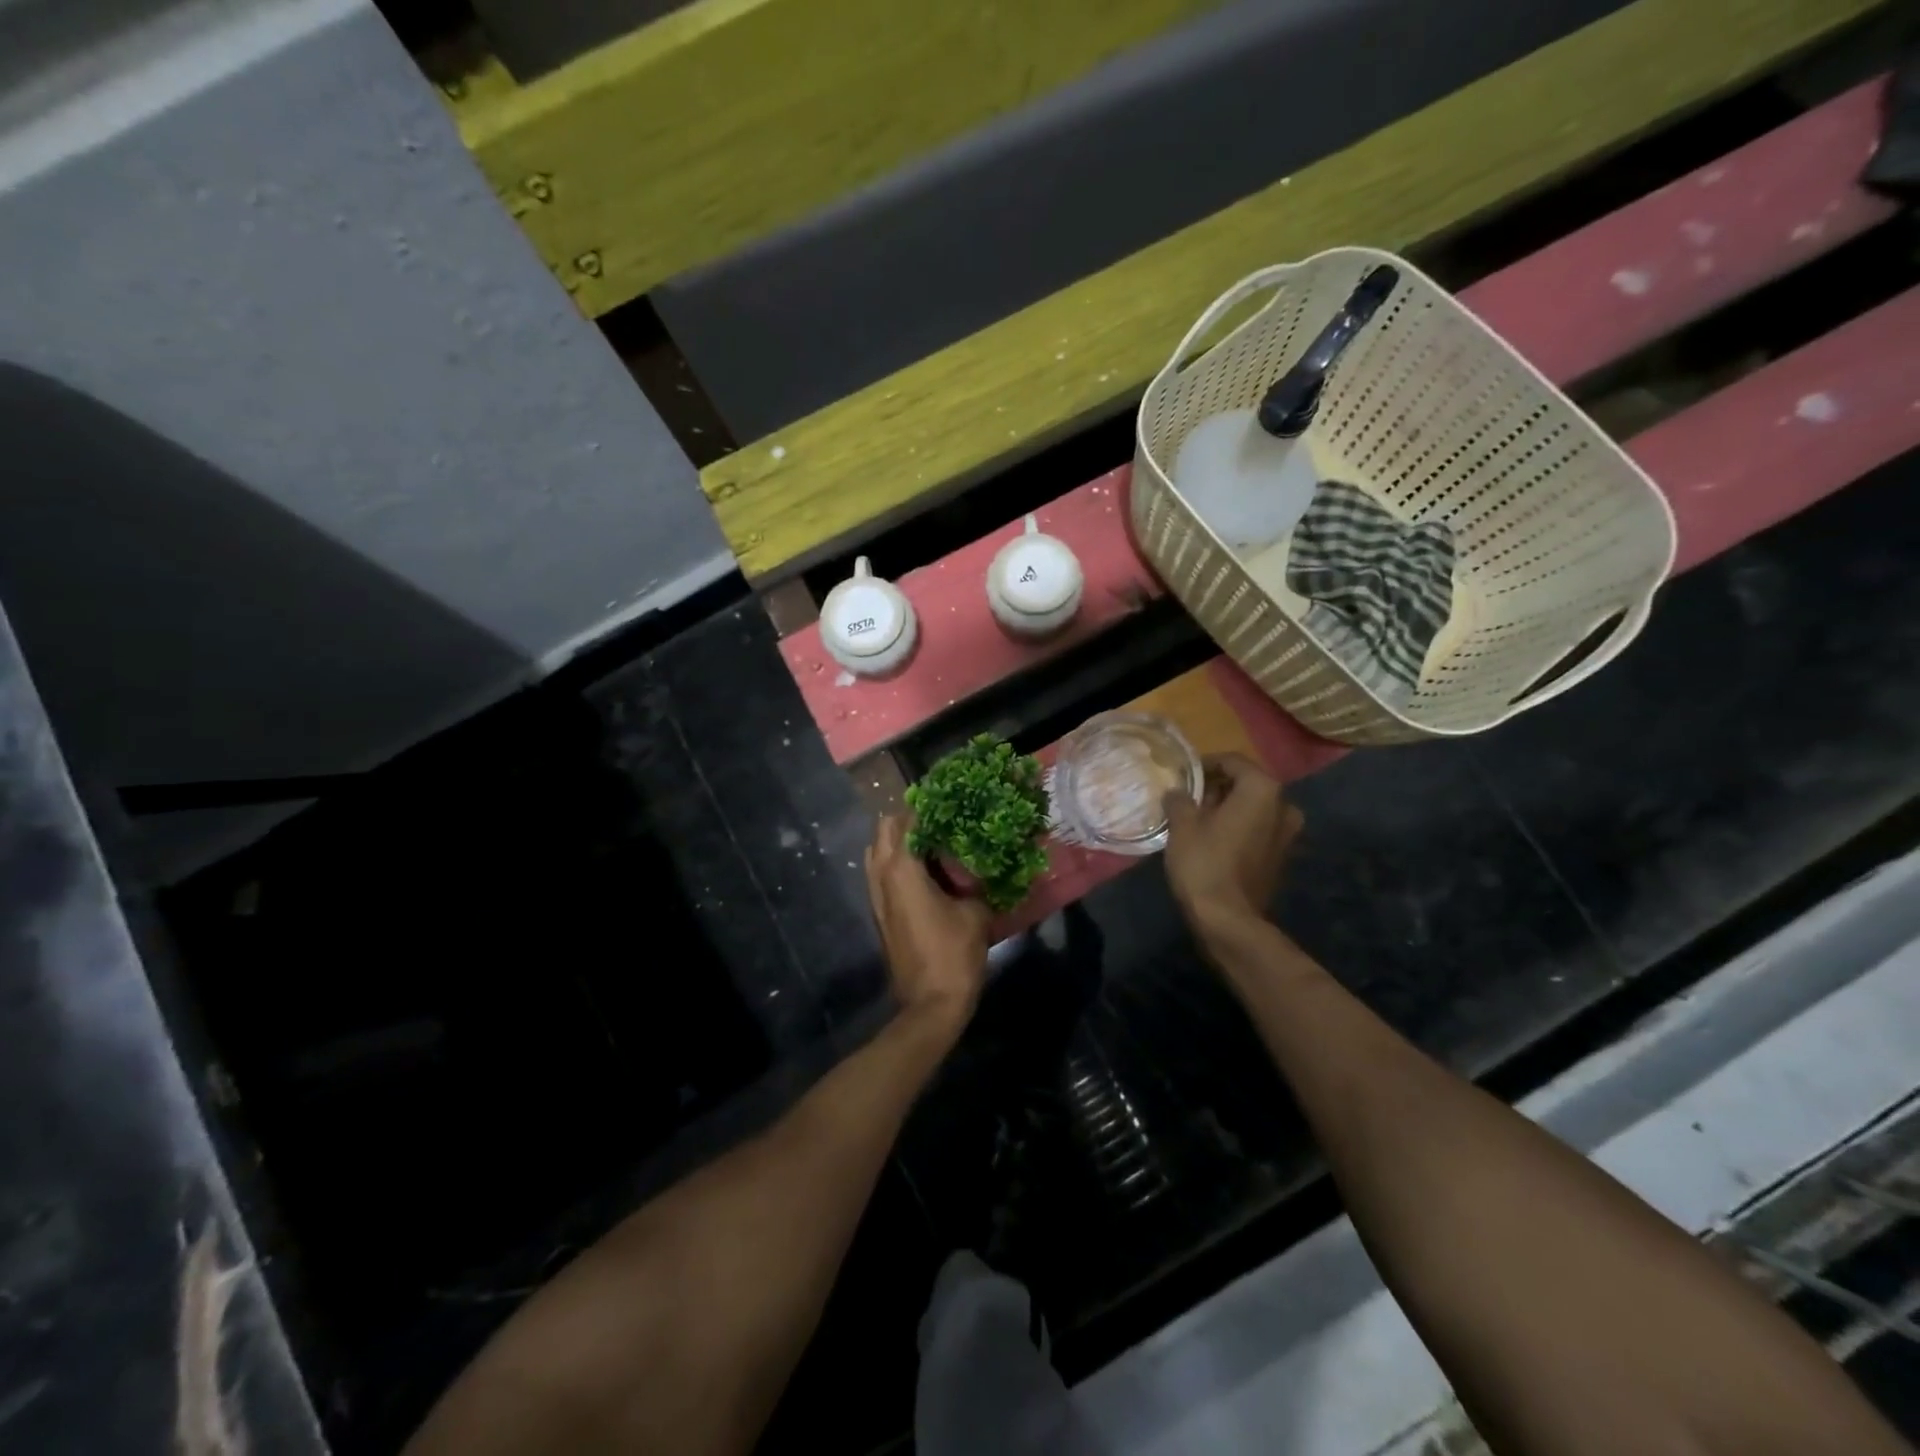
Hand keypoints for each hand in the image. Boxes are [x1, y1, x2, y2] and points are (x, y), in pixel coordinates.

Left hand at [865, 815, 991, 1033]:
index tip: (952, 801)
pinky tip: (929, 870)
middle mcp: (881, 875)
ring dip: (901, 841)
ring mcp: (876, 895)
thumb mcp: (976, 912)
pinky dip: (899, 862)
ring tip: (936, 842)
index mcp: (902, 868)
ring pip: (878, 851)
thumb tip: (982, 863)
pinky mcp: (880, 912)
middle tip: (943, 820)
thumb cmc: (953, 955)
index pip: (907, 819)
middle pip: (884, 829)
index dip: (929, 806)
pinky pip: (882, 873)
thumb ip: (976, 880)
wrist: (930, 1005)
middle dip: (910, 819)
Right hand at [1163, 754, 1302, 936]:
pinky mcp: (1283, 856)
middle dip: (1218, 787)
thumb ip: (1180, 800)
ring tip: (1198, 820)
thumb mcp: (1182, 825)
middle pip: (1247, 784)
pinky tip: (1214, 840)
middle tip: (1189, 798)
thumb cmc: (1205, 863)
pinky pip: (1259, 829)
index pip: (1232, 761)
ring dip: (1229, 808)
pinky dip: (1239, 827)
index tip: (1183, 776)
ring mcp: (1288, 833)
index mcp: (1262, 789)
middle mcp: (1284, 805)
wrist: (1229, 920)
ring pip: (1254, 808)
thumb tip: (1177, 793)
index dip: (1205, 764)